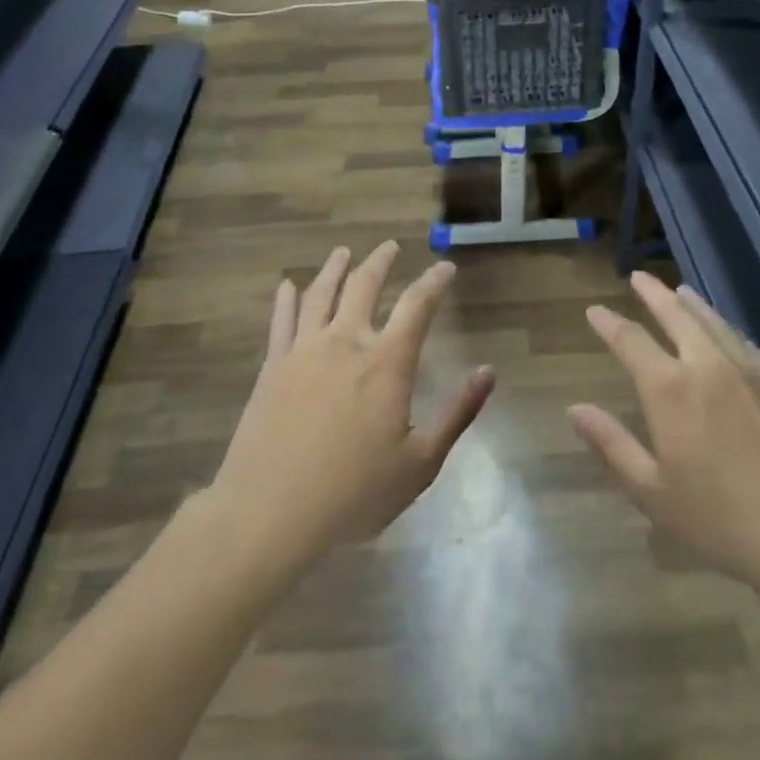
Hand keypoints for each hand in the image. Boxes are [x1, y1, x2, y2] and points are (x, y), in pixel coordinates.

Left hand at [206, 242, 494, 570]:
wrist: (271, 512)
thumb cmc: (354, 493)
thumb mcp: (421, 463)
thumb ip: (457, 413)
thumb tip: (488, 372)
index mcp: (386, 363)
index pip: (417, 305)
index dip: (434, 281)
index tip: (445, 267)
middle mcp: (346, 342)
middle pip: (364, 286)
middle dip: (380, 262)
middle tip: (389, 247)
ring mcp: (304, 350)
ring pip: (321, 294)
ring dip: (335, 269)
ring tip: (343, 253)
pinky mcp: (272, 366)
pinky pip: (281, 320)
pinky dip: (287, 299)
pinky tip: (287, 286)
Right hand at [570, 272, 759, 604]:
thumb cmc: (719, 519)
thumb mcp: (652, 491)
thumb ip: (612, 444)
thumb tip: (575, 409)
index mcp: (669, 388)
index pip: (631, 341)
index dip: (610, 323)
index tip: (595, 310)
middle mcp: (706, 365)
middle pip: (676, 315)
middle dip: (654, 294)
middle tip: (638, 277)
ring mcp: (747, 371)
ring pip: (713, 322)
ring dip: (692, 303)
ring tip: (679, 290)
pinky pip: (744, 342)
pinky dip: (725, 327)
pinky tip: (726, 331)